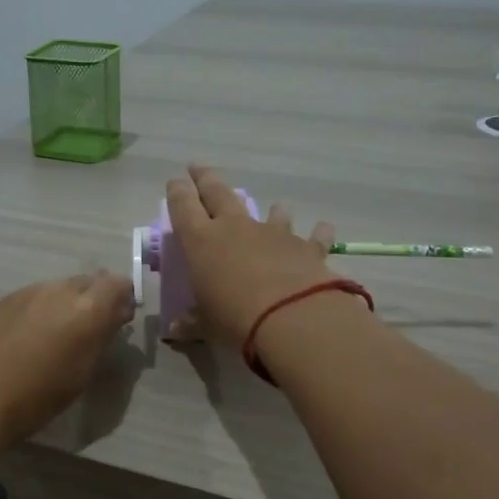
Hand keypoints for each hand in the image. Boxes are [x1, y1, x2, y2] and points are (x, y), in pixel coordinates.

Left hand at [0, 271, 135, 452]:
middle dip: (94, 300)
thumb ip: (101, 338)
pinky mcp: (0, 300)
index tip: (117, 322)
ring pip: (57, 288)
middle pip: (88, 281)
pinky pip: (31, 298)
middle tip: (87, 331)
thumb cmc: (34, 399)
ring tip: (53, 337)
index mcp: (87, 308)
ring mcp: (27, 292)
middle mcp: (59, 290)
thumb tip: (113, 317)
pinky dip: (37, 311)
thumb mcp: (81, 375)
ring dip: (64, 305)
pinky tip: (23, 338)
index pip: (119, 283)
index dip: (122, 300)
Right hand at [164, 164, 337, 345]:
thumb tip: (175, 331)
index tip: (174, 181)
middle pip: (218, 193)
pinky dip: (317, 232)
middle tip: (198, 167)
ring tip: (276, 206)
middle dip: (206, 179)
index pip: (183, 206)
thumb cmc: (234, 318)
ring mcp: (273, 233)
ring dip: (272, 209)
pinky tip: (323, 227)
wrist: (290, 316)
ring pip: (270, 210)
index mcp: (201, 241)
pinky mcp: (306, 246)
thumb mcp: (206, 325)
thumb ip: (192, 323)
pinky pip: (312, 235)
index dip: (177, 191)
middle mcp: (235, 228)